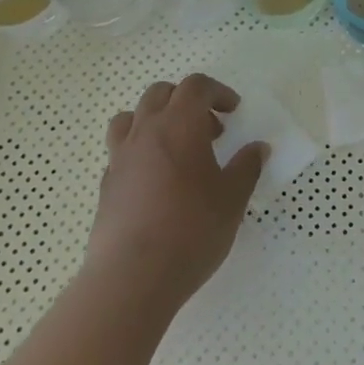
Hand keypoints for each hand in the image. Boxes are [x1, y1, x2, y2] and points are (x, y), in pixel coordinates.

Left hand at [83, 73, 265, 312]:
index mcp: (179, 125)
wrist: (132, 278)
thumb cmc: (191, 230)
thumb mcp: (232, 199)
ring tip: (175, 147)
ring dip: (156, 120)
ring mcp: (120, 158)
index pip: (196, 86)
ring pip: (132, 117)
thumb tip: (258, 148)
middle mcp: (145, 131)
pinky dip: (140, 151)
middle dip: (187, 102)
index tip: (233, 112)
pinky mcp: (106, 185)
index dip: (217, 92)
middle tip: (210, 131)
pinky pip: (121, 151)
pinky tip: (156, 181)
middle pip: (161, 93)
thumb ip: (247, 167)